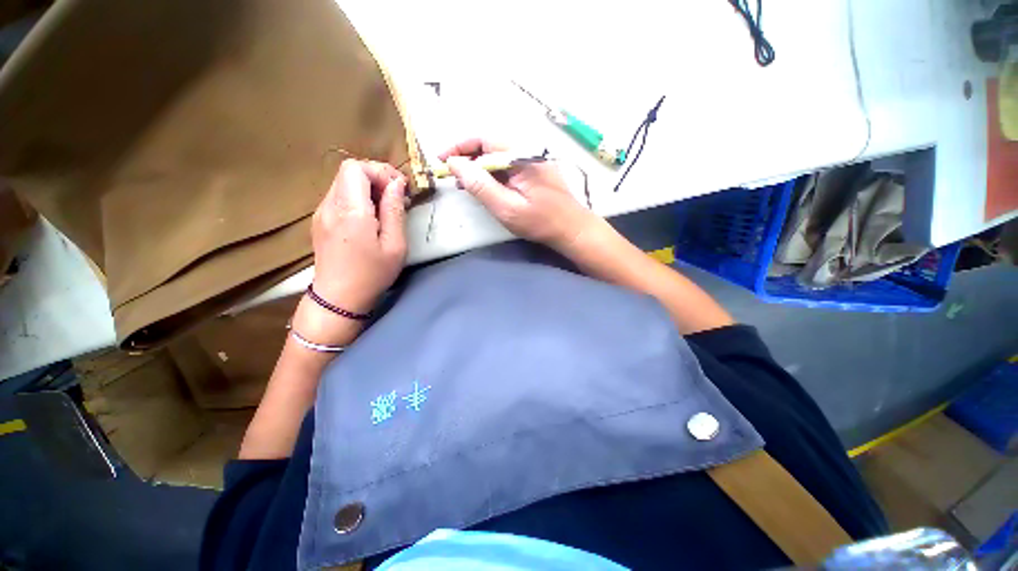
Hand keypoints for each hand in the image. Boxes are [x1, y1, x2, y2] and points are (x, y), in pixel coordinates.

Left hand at [306, 159, 406, 327]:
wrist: (338, 299)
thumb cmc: (372, 274)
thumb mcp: (395, 245)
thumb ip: (395, 211)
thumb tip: (396, 185)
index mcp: (350, 211)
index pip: (356, 168)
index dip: (380, 172)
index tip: (400, 189)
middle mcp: (330, 206)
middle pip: (349, 171)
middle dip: (377, 177)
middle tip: (397, 197)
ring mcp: (321, 213)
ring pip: (343, 182)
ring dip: (368, 187)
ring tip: (386, 208)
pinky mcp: (320, 221)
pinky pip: (339, 197)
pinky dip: (358, 198)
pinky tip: (371, 217)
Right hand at [440, 138, 598, 251]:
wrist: (571, 228)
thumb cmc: (540, 222)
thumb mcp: (507, 208)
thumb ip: (480, 186)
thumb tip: (455, 164)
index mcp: (521, 155)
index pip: (484, 139)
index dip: (459, 147)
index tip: (442, 159)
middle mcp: (526, 150)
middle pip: (489, 144)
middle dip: (466, 157)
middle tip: (450, 174)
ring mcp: (531, 159)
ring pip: (496, 155)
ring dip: (477, 166)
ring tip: (461, 183)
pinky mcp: (532, 170)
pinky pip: (506, 165)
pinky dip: (490, 173)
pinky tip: (482, 185)